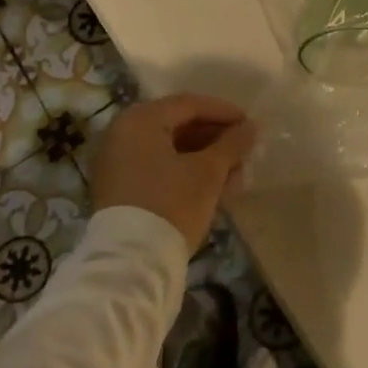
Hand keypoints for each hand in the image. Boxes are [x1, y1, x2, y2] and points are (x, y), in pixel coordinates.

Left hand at [91, 94, 256, 252]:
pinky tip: (215, 188)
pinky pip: (158, 169)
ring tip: (236, 175)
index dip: (224, 112)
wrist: (131, 263)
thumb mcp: (209, 171)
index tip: (250, 125)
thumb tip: (251, 127)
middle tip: (244, 151)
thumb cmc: (172, 204)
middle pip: (179, 126)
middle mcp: (122, 135)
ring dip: (205, 159)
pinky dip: (186, 173)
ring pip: (170, 150)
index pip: (189, 105)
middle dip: (216, 140)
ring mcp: (117, 163)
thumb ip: (232, 143)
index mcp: (140, 121)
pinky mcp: (120, 189)